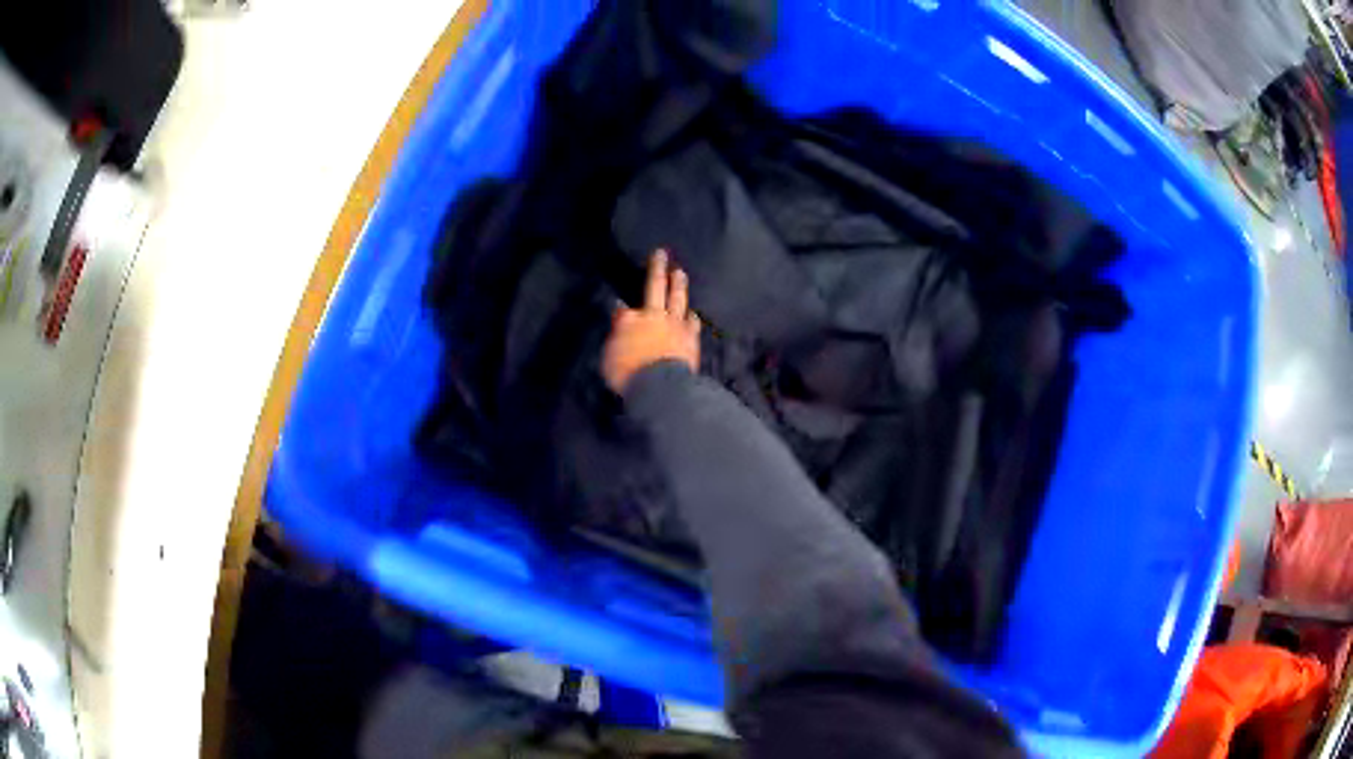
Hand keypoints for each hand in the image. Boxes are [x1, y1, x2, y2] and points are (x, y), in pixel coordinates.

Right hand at [603, 249, 701, 394]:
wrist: (660, 386)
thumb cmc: (628, 374)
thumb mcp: (609, 357)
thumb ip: (615, 337)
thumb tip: (619, 318)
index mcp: (628, 321)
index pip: (622, 309)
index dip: (620, 307)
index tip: (620, 304)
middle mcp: (653, 316)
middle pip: (655, 287)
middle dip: (657, 268)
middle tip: (661, 253)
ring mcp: (675, 324)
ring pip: (678, 298)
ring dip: (679, 284)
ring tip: (680, 272)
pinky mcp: (691, 338)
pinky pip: (693, 322)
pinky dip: (692, 316)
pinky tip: (693, 313)